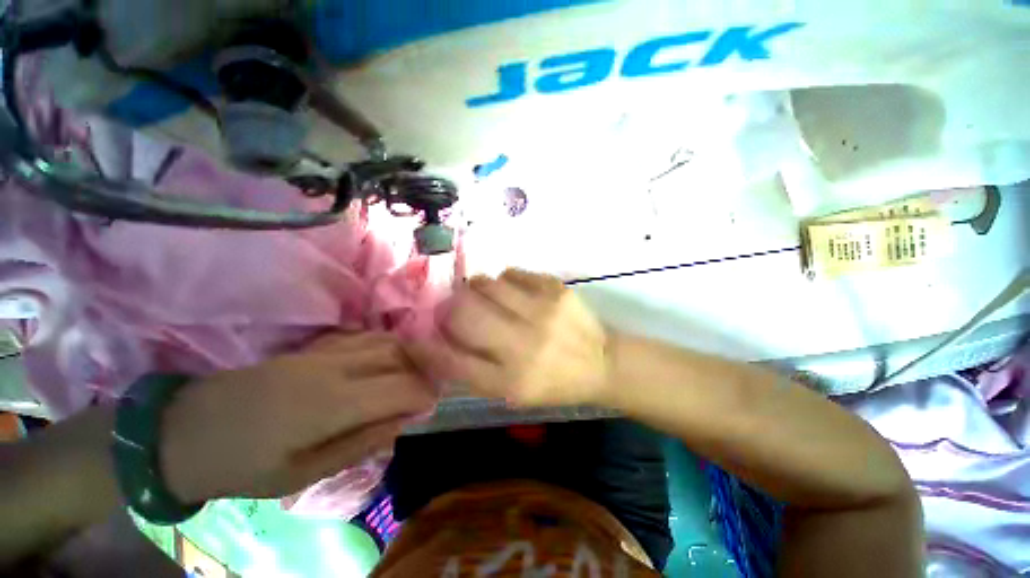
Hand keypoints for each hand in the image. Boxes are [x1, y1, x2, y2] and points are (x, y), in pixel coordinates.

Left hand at [159, 333, 437, 502]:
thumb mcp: (302, 474)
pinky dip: (385, 347)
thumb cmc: (242, 465)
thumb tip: (402, 422)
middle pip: (398, 356)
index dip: (423, 396)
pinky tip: (383, 364)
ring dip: (406, 357)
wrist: (184, 432)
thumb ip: (359, 444)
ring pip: (384, 341)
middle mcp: (333, 367)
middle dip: (421, 374)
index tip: (430, 408)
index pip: (400, 387)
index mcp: (329, 403)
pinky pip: (363, 337)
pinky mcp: (312, 347)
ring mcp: (321, 351)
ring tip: (408, 379)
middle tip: (424, 395)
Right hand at [405, 269, 610, 406]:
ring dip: (479, 289)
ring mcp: (543, 311)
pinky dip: (505, 281)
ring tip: (490, 299)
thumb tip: (436, 342)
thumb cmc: (554, 382)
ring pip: (486, 283)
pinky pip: (512, 273)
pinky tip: (515, 293)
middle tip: (457, 307)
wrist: (602, 362)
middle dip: (451, 305)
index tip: (417, 334)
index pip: (451, 360)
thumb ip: (473, 371)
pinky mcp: (556, 288)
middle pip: (464, 310)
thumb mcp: (512, 392)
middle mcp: (524, 344)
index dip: (425, 346)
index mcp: (511, 381)